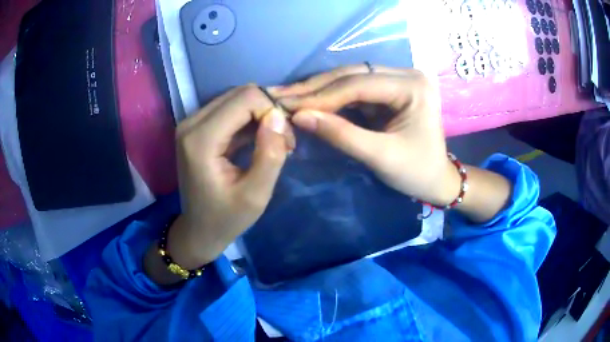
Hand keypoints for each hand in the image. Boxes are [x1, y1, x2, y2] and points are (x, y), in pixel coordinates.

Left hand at [168, 85, 291, 269]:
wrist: (199, 229)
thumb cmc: (226, 219)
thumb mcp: (256, 195)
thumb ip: (269, 154)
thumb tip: (279, 116)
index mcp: (201, 139)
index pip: (245, 98)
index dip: (273, 111)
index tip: (286, 141)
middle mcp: (191, 123)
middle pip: (240, 93)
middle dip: (268, 110)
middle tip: (284, 140)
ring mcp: (191, 123)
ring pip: (236, 98)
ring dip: (261, 114)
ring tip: (275, 141)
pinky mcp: (196, 127)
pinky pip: (229, 109)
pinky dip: (250, 119)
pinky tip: (261, 139)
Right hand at [275, 65, 459, 205]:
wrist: (436, 180)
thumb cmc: (416, 172)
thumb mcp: (380, 156)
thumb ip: (340, 134)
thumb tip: (299, 116)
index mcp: (412, 87)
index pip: (359, 84)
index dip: (322, 96)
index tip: (288, 107)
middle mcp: (405, 74)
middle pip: (353, 75)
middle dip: (315, 88)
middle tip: (279, 96)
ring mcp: (396, 80)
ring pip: (350, 79)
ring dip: (319, 90)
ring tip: (288, 97)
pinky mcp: (388, 91)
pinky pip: (354, 90)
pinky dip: (330, 98)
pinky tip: (308, 101)